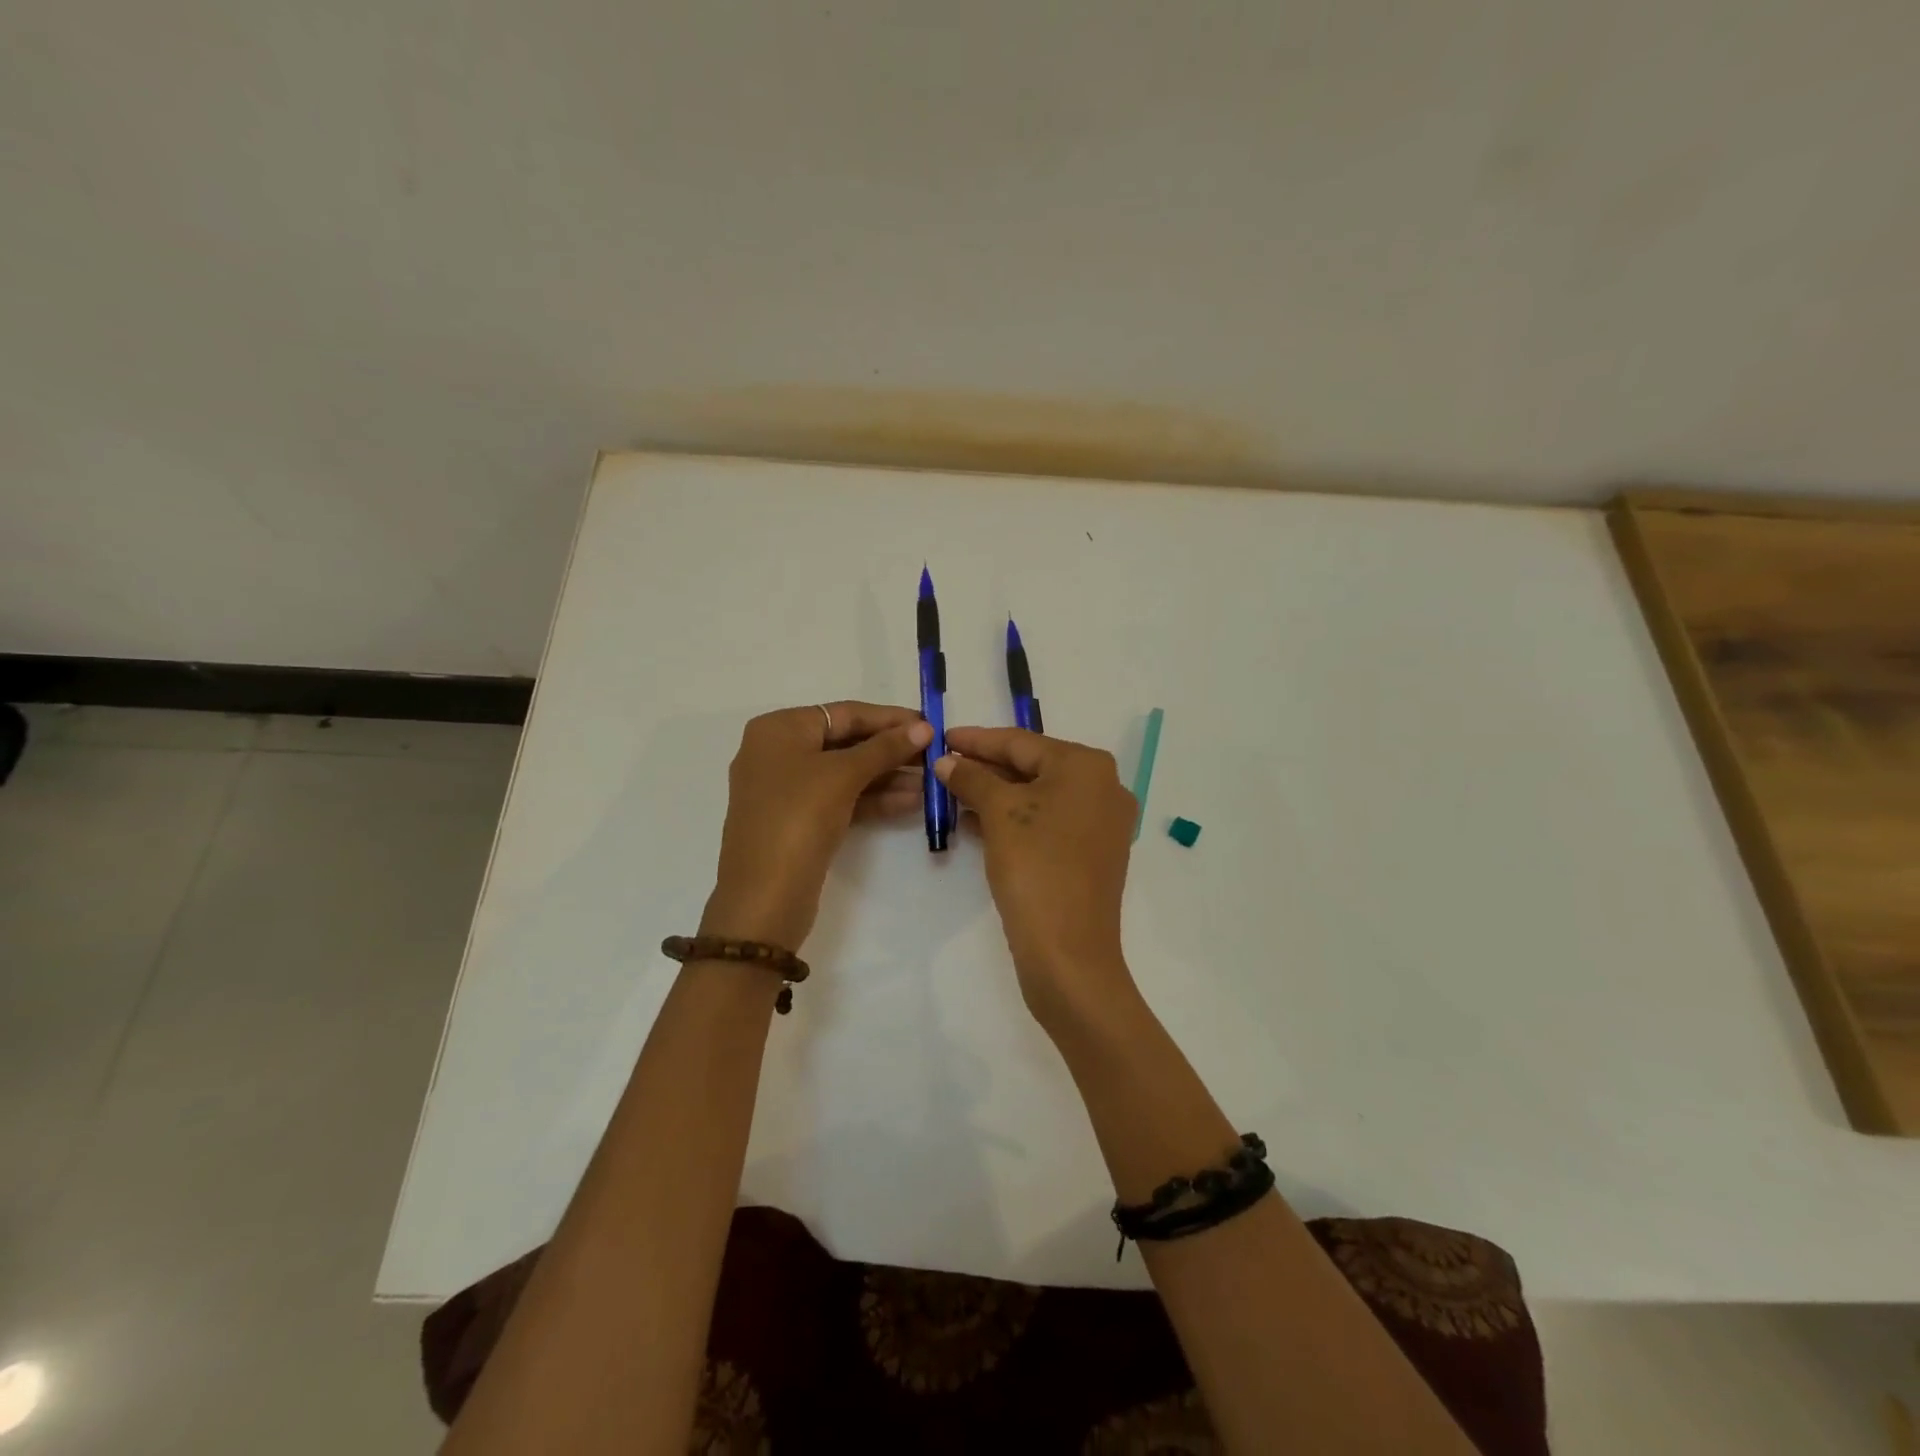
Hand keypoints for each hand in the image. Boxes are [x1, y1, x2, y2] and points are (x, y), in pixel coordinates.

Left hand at [702, 702, 931, 949]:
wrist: (764, 897)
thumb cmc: (798, 817)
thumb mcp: (843, 775)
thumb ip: (885, 748)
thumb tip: (923, 728)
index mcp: (779, 729)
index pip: (844, 713)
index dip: (889, 718)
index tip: (929, 724)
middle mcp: (778, 752)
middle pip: (845, 742)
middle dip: (890, 750)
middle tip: (934, 755)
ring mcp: (787, 790)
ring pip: (845, 773)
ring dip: (887, 776)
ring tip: (931, 781)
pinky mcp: (798, 821)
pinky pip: (840, 799)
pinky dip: (872, 799)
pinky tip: (912, 802)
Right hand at [935, 727, 1137, 1026]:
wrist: (1068, 951)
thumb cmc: (1035, 866)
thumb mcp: (999, 813)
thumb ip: (972, 778)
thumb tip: (947, 762)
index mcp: (1087, 766)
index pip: (1021, 742)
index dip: (977, 739)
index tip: (943, 737)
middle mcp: (1103, 787)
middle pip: (1033, 766)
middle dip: (986, 768)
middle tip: (945, 765)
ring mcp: (1102, 823)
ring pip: (1039, 796)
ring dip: (997, 794)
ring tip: (953, 793)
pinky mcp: (1093, 854)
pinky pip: (1049, 822)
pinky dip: (1015, 819)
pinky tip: (978, 823)